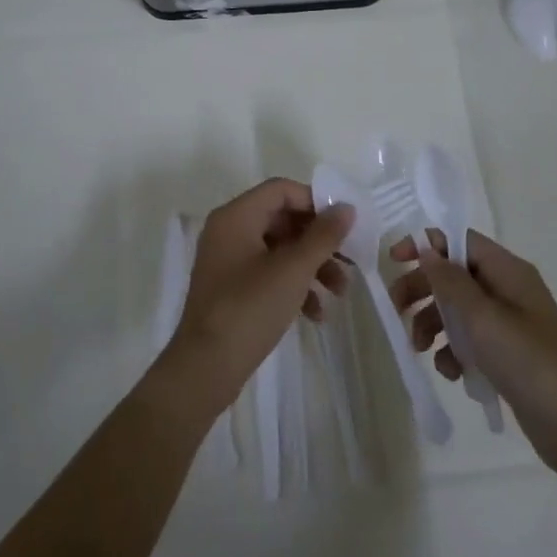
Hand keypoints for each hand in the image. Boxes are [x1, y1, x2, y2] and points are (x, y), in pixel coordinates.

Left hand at [156, 179, 352, 421]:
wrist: (206, 367)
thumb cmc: (249, 309)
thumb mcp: (293, 270)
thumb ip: (323, 236)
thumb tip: (346, 208)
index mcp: (236, 217)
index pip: (281, 190)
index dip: (316, 202)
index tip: (345, 224)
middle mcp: (229, 231)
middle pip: (283, 220)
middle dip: (319, 241)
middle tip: (350, 259)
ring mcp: (229, 261)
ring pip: (280, 250)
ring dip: (313, 267)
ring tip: (340, 291)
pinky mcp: (232, 289)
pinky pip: (269, 275)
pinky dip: (294, 287)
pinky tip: (316, 314)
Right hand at [392, 230, 556, 468]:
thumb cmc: (526, 360)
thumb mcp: (482, 316)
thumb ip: (450, 281)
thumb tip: (429, 249)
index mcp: (507, 271)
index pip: (460, 241)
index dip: (426, 245)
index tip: (394, 260)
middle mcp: (508, 290)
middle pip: (454, 276)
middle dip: (423, 291)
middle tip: (397, 311)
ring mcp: (508, 324)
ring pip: (457, 311)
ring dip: (434, 325)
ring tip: (421, 349)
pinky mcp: (506, 354)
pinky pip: (470, 342)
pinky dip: (454, 353)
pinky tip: (451, 373)